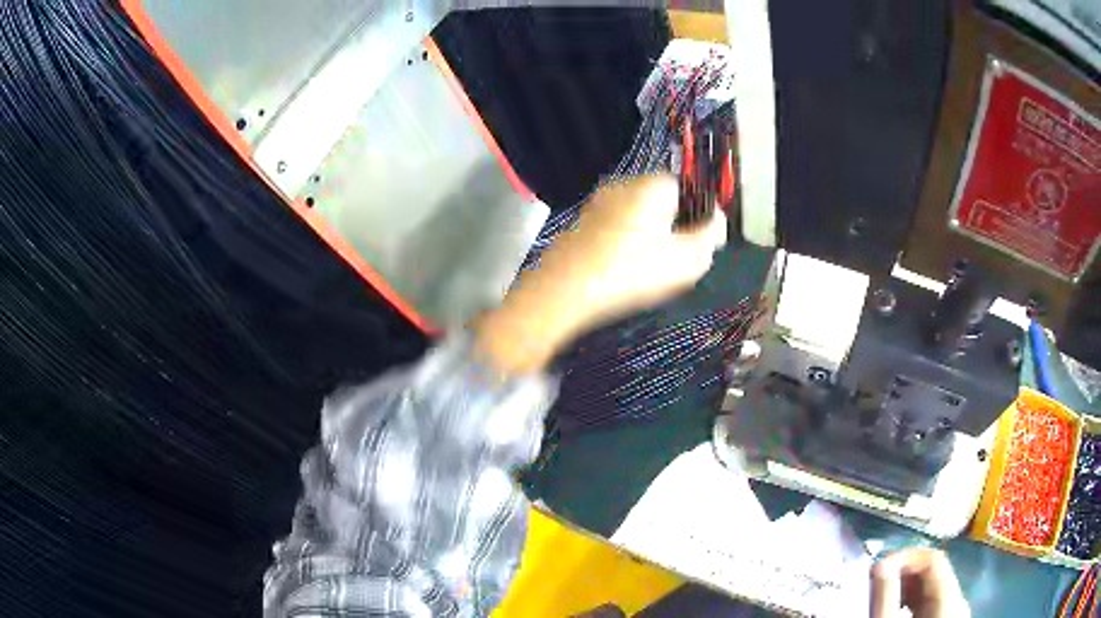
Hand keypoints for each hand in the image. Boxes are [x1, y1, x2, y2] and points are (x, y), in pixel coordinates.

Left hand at [476, 175, 725, 373]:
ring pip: (636, 215)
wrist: (563, 290)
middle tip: (677, 259)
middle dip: (674, 226)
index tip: (701, 241)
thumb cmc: (631, 271)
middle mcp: (623, 185)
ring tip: (650, 270)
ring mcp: (597, 204)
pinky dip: (624, 244)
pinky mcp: (580, 224)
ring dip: (648, 236)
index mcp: (652, 186)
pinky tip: (622, 270)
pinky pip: (614, 228)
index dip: (698, 213)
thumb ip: (709, 238)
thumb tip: (716, 222)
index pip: (686, 187)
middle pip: (661, 201)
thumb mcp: (686, 261)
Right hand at [871, 548, 968, 617]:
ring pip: (932, 585)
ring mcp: (955, 607)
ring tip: (881, 595)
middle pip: (934, 570)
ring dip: (905, 586)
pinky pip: (931, 599)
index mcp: (953, 596)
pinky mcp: (948, 615)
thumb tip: (879, 563)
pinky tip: (895, 608)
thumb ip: (888, 598)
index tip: (876, 566)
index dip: (905, 555)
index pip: (933, 557)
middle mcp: (960, 596)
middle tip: (874, 581)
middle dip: (902, 571)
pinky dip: (911, 600)